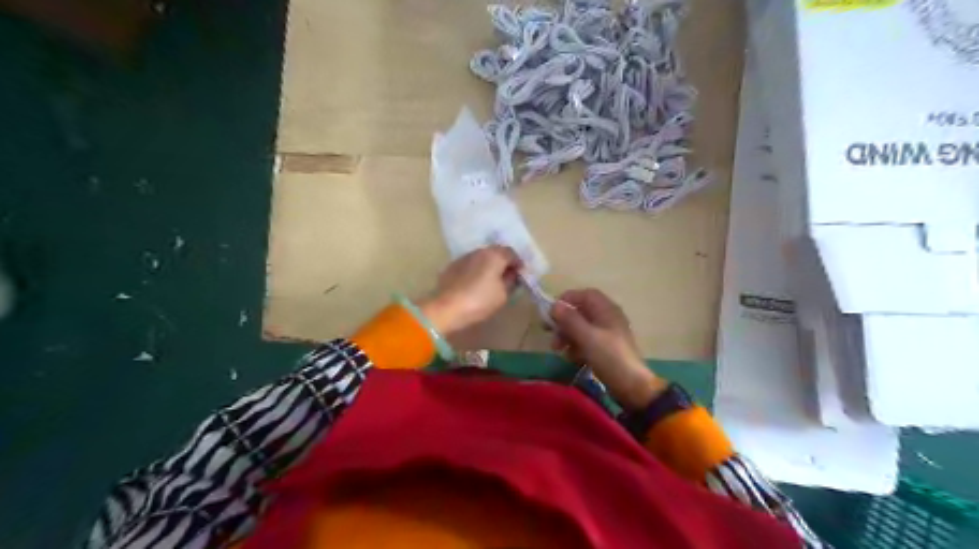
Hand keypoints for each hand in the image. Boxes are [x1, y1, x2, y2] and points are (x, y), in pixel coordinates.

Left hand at [414, 247, 519, 335]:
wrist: (446, 308)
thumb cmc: (479, 301)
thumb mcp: (502, 295)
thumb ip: (510, 282)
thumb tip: (511, 275)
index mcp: (495, 255)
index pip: (512, 254)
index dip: (518, 264)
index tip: (520, 275)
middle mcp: (479, 251)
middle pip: (496, 253)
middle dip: (503, 263)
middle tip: (507, 277)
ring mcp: (464, 257)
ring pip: (481, 258)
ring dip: (488, 266)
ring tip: (491, 281)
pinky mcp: (452, 266)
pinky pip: (470, 265)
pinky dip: (475, 271)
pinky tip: (475, 283)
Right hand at [549, 289, 664, 409]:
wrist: (632, 386)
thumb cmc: (610, 357)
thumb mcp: (587, 337)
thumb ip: (570, 320)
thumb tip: (555, 305)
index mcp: (606, 310)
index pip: (585, 295)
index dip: (567, 299)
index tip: (551, 312)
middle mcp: (607, 318)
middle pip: (581, 312)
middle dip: (564, 322)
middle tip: (550, 333)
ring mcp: (607, 334)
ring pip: (582, 328)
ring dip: (568, 336)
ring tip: (558, 349)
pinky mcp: (606, 349)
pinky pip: (587, 342)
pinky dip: (577, 347)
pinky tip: (572, 358)